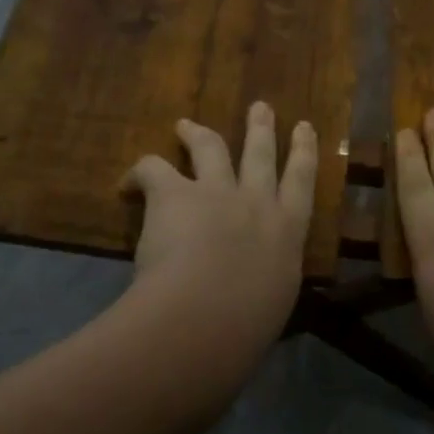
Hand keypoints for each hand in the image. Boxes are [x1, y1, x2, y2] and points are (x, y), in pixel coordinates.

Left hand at [123, 103, 316, 359]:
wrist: (208, 317)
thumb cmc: (247, 326)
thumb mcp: (272, 301)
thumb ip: (266, 280)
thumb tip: (257, 285)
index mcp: (287, 231)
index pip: (302, 181)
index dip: (304, 151)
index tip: (305, 127)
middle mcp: (256, 202)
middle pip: (260, 153)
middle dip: (261, 128)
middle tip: (260, 107)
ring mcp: (216, 192)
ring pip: (212, 147)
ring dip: (198, 132)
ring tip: (185, 125)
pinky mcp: (175, 193)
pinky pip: (155, 167)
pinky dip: (140, 171)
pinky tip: (129, 182)